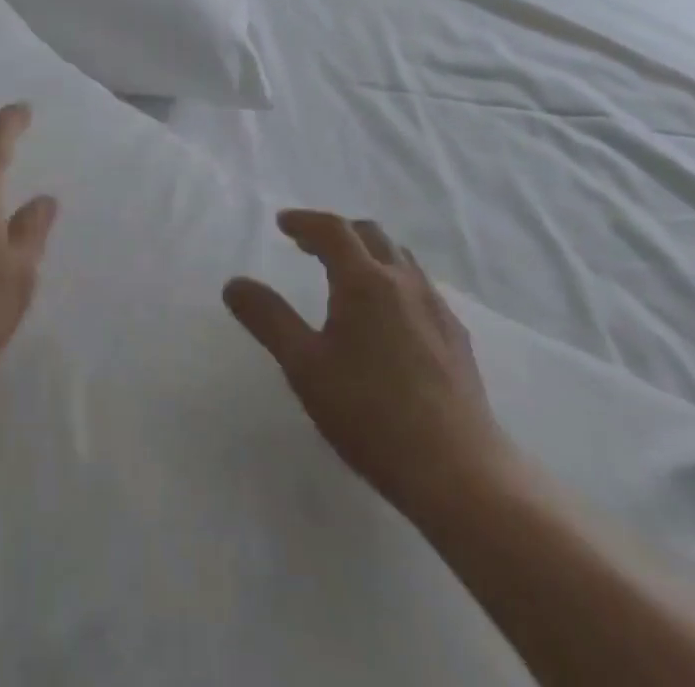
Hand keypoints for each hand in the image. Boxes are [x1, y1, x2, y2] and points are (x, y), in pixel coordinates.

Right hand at [223, 211, 515, 530]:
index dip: (304, 221)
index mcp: (364, 281)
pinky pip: (419, 287)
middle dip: (336, 232)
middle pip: (369, 234)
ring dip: (368, 252)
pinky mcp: (457, 337)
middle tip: (308, 246)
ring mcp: (436, 308)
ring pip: (399, 258)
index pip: (332, 230)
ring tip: (346, 275)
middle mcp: (403, 282)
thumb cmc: (370, 414)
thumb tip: (234, 284)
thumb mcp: (304, 366)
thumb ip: (268, 319)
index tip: (282, 224)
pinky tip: (387, 317)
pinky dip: (393, 280)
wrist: (459, 473)